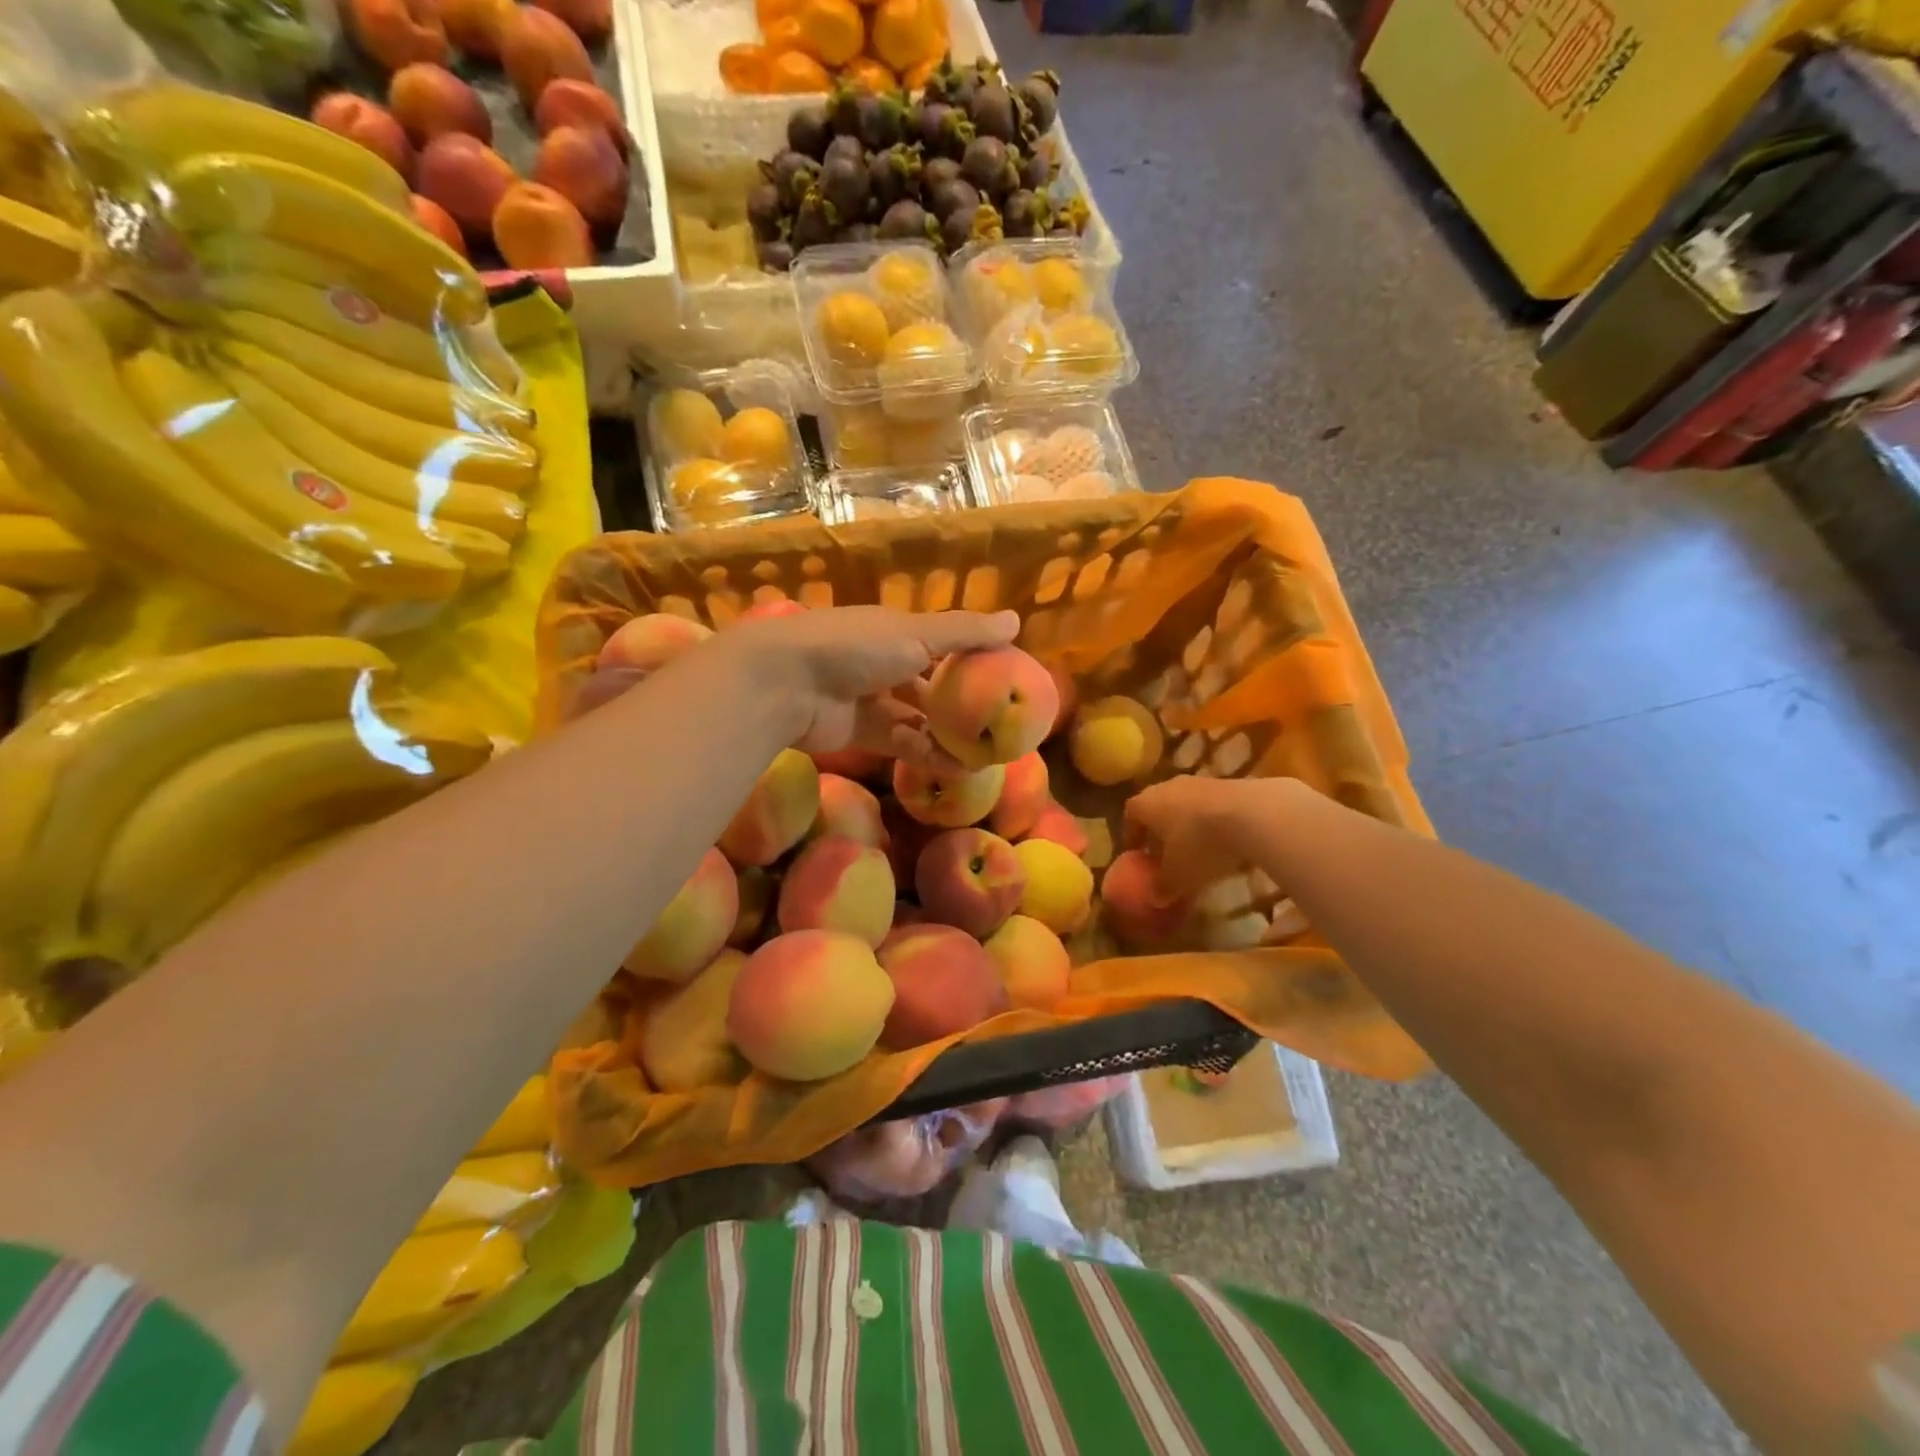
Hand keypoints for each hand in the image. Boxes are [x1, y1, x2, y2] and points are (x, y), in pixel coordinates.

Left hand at [728, 606, 1020, 763]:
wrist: (787, 683)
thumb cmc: (856, 648)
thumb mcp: (916, 633)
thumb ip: (965, 632)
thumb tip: (1017, 620)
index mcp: (898, 632)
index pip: (944, 644)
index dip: (974, 660)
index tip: (1006, 679)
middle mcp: (886, 663)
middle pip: (932, 685)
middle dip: (962, 705)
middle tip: (999, 726)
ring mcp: (872, 699)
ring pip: (919, 719)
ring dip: (949, 735)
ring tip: (987, 755)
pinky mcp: (861, 733)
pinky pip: (902, 743)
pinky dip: (928, 754)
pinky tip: (958, 769)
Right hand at [1124, 775, 1296, 897]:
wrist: (1251, 814)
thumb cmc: (1199, 844)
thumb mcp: (1178, 877)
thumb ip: (1162, 888)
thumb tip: (1155, 898)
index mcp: (1144, 805)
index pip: (1130, 816)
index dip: (1132, 837)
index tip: (1137, 855)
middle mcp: (1166, 787)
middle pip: (1156, 808)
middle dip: (1159, 831)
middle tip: (1165, 854)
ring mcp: (1198, 782)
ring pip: (1184, 805)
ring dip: (1187, 825)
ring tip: (1197, 850)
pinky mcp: (1228, 782)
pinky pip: (1210, 805)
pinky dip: (1211, 822)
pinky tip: (1223, 841)